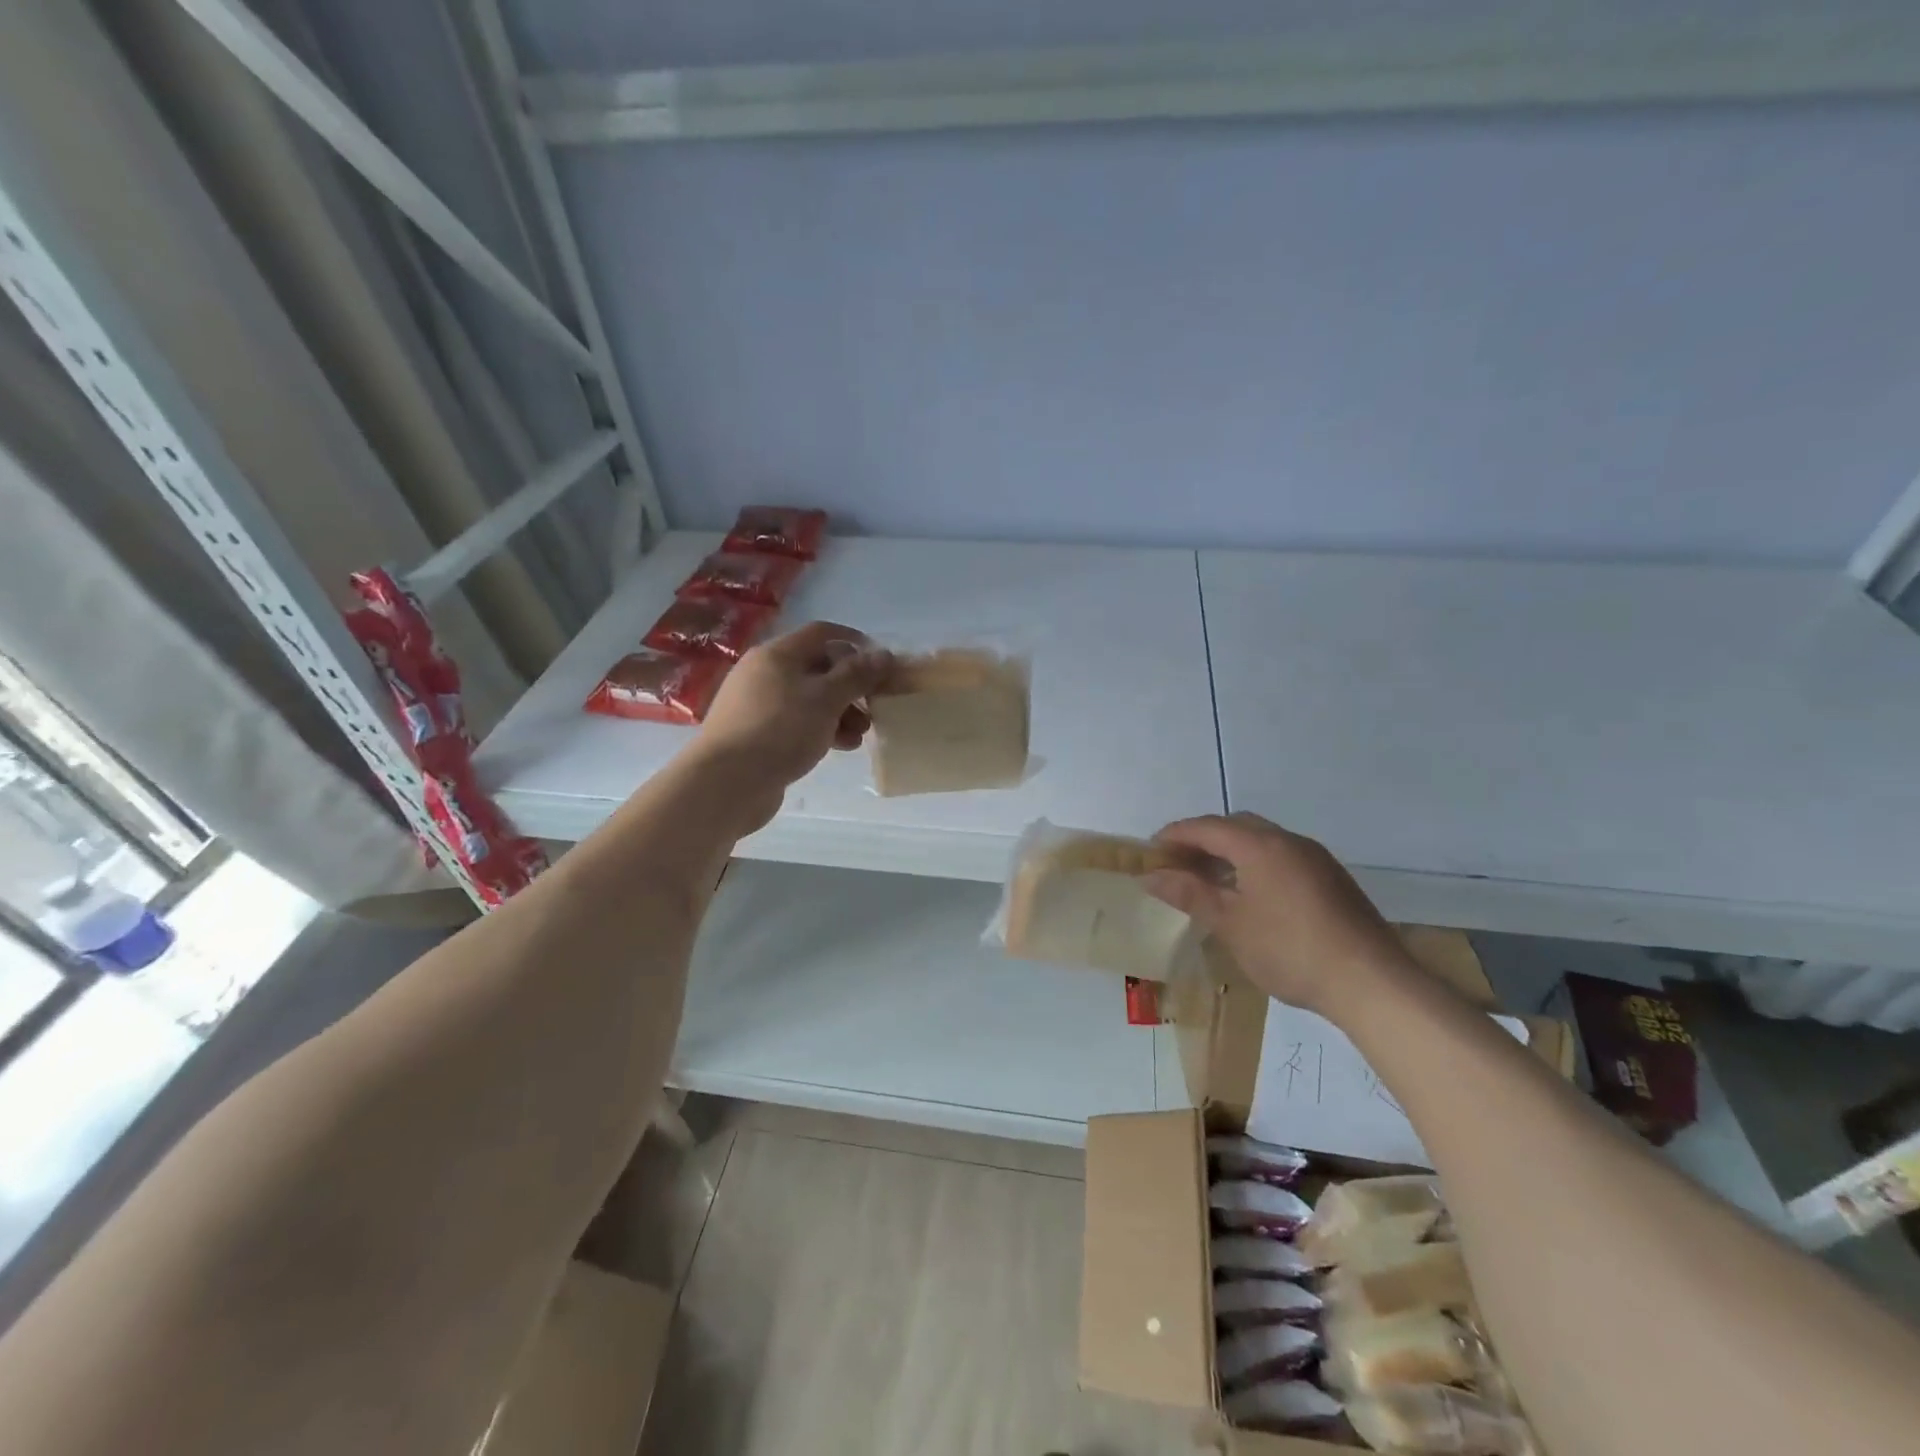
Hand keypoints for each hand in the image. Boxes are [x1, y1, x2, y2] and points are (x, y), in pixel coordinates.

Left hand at [690, 621, 890, 829]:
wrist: (727, 782)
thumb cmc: (780, 730)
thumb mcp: (826, 699)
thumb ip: (857, 675)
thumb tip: (883, 654)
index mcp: (777, 654)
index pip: (821, 633)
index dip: (854, 642)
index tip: (881, 662)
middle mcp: (764, 673)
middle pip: (816, 668)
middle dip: (850, 686)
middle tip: (874, 706)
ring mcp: (757, 705)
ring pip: (808, 699)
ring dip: (839, 712)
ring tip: (860, 735)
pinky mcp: (756, 734)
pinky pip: (796, 723)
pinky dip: (821, 729)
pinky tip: (839, 747)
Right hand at [1143, 813, 1411, 1016]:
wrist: (1371, 982)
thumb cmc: (1289, 949)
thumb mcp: (1230, 924)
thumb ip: (1190, 894)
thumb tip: (1151, 876)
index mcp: (1260, 845)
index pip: (1206, 827)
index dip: (1175, 835)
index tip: (1151, 850)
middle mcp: (1289, 841)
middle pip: (1236, 825)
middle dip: (1203, 839)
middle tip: (1179, 864)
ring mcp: (1315, 858)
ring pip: (1262, 840)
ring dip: (1231, 851)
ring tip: (1210, 881)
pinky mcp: (1332, 878)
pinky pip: (1283, 856)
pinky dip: (1256, 864)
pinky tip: (1250, 895)